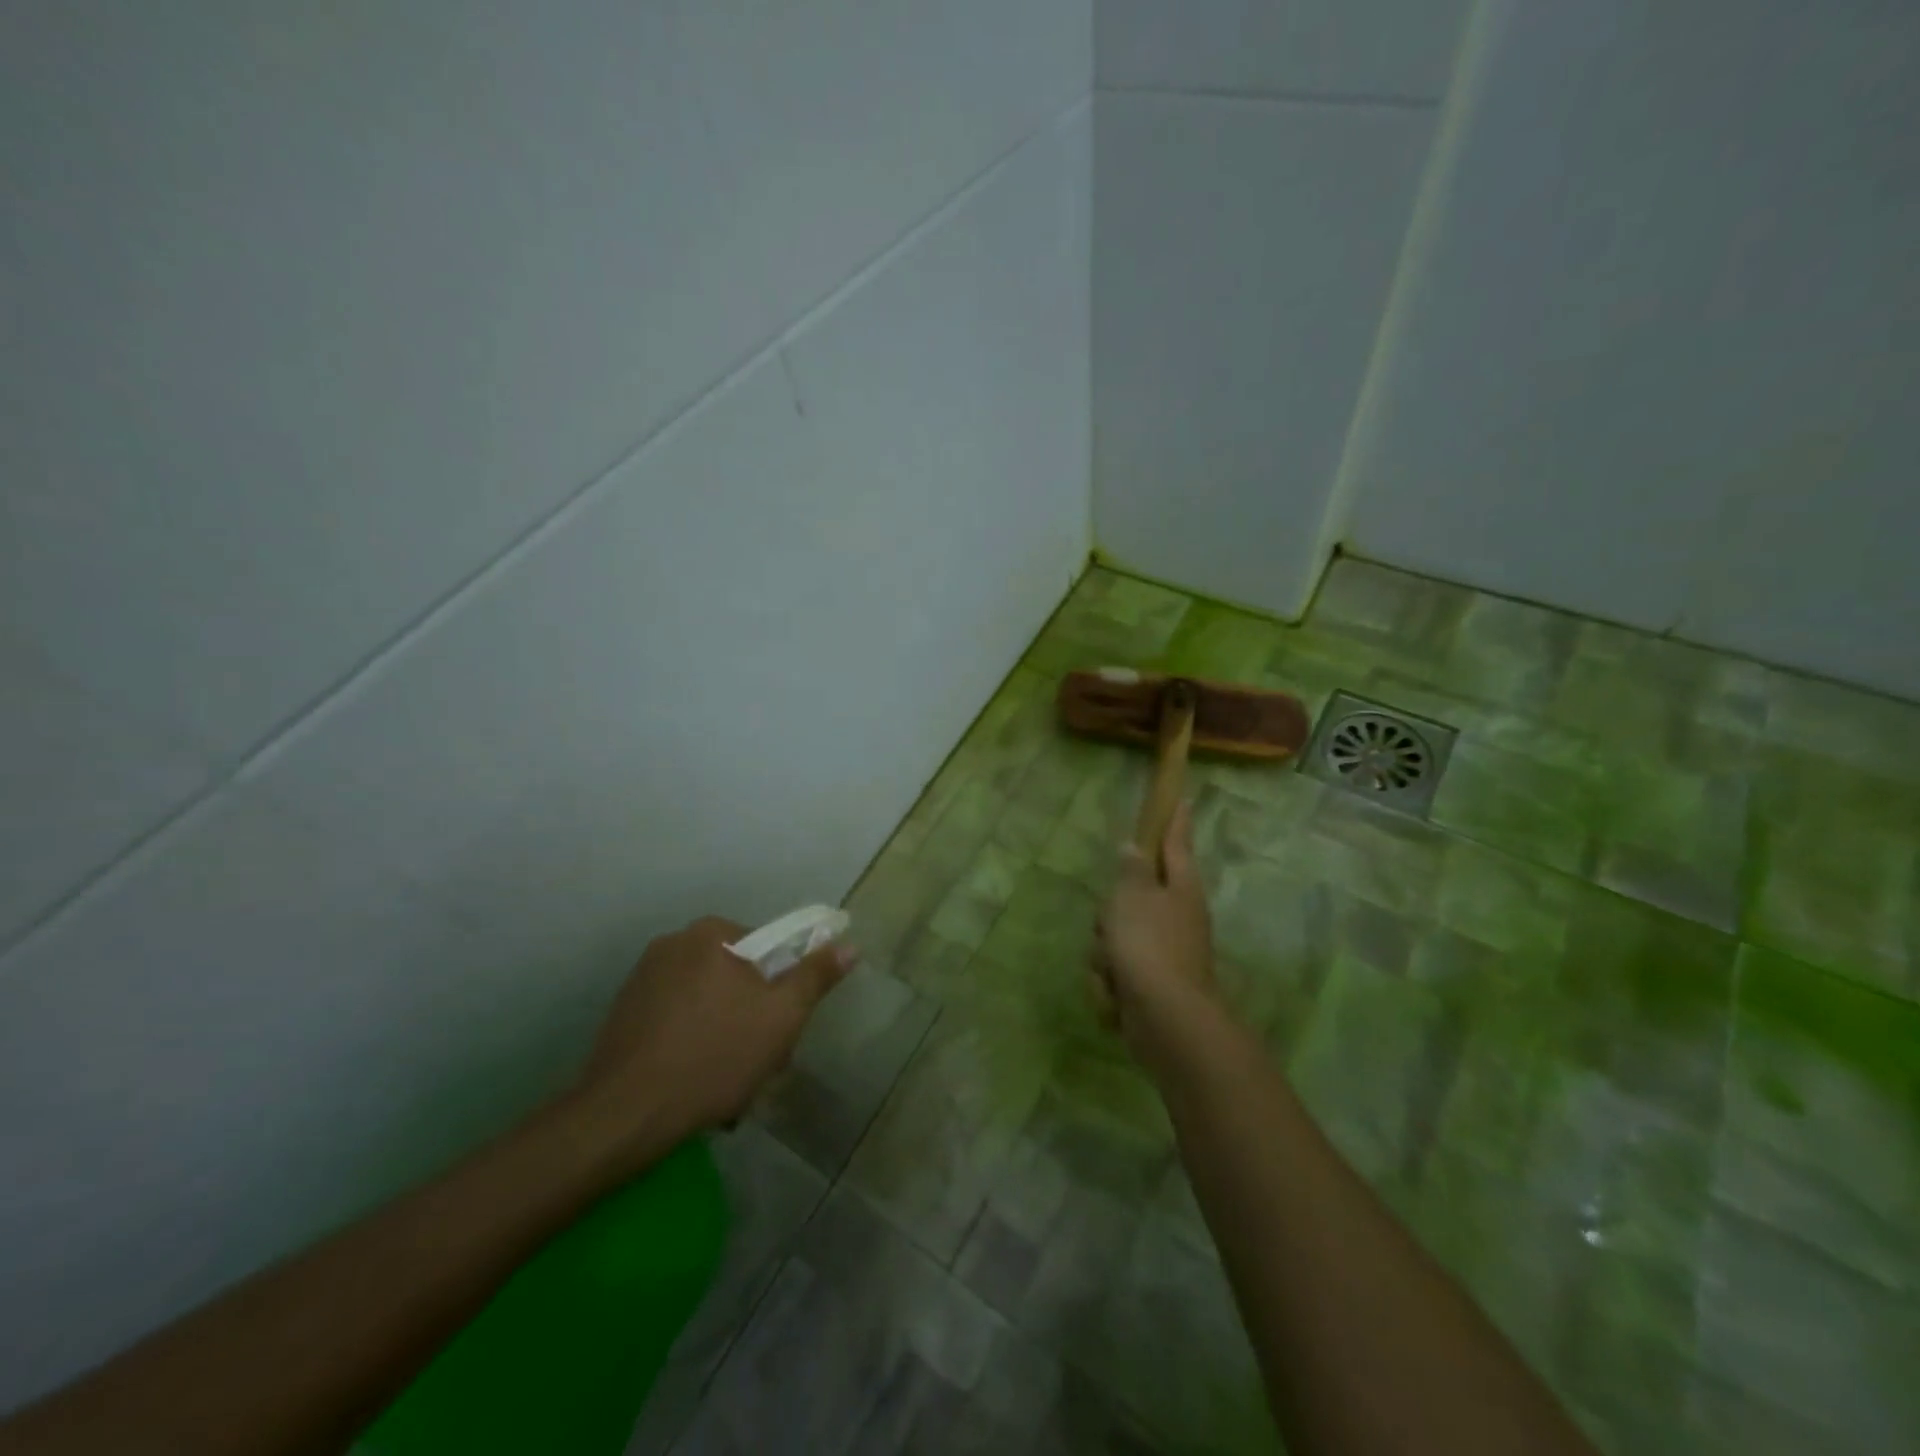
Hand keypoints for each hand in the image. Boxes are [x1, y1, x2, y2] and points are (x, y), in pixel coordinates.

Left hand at [569, 915, 854, 1161]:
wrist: (623, 1116)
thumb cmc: (713, 1056)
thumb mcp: (780, 1017)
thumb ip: (815, 976)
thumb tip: (849, 944)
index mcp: (711, 933)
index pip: (768, 949)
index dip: (782, 990)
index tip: (782, 1030)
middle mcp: (673, 943)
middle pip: (737, 977)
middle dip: (753, 1018)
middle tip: (759, 1063)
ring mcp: (643, 978)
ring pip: (707, 1002)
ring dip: (725, 1035)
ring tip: (726, 1086)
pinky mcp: (624, 1013)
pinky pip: (677, 1020)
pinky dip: (692, 1044)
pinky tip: (694, 1084)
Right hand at [1093, 802, 1221, 1069]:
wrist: (1166, 1020)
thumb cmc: (1149, 946)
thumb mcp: (1131, 897)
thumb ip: (1129, 870)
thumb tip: (1132, 847)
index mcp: (1180, 888)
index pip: (1175, 843)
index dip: (1176, 821)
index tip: (1184, 799)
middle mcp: (1176, 917)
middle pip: (1131, 898)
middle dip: (1110, 915)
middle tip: (1110, 925)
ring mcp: (1164, 953)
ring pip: (1115, 938)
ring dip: (1105, 956)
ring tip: (1113, 969)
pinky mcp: (1150, 986)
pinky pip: (1115, 973)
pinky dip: (1111, 986)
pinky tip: (1116, 998)